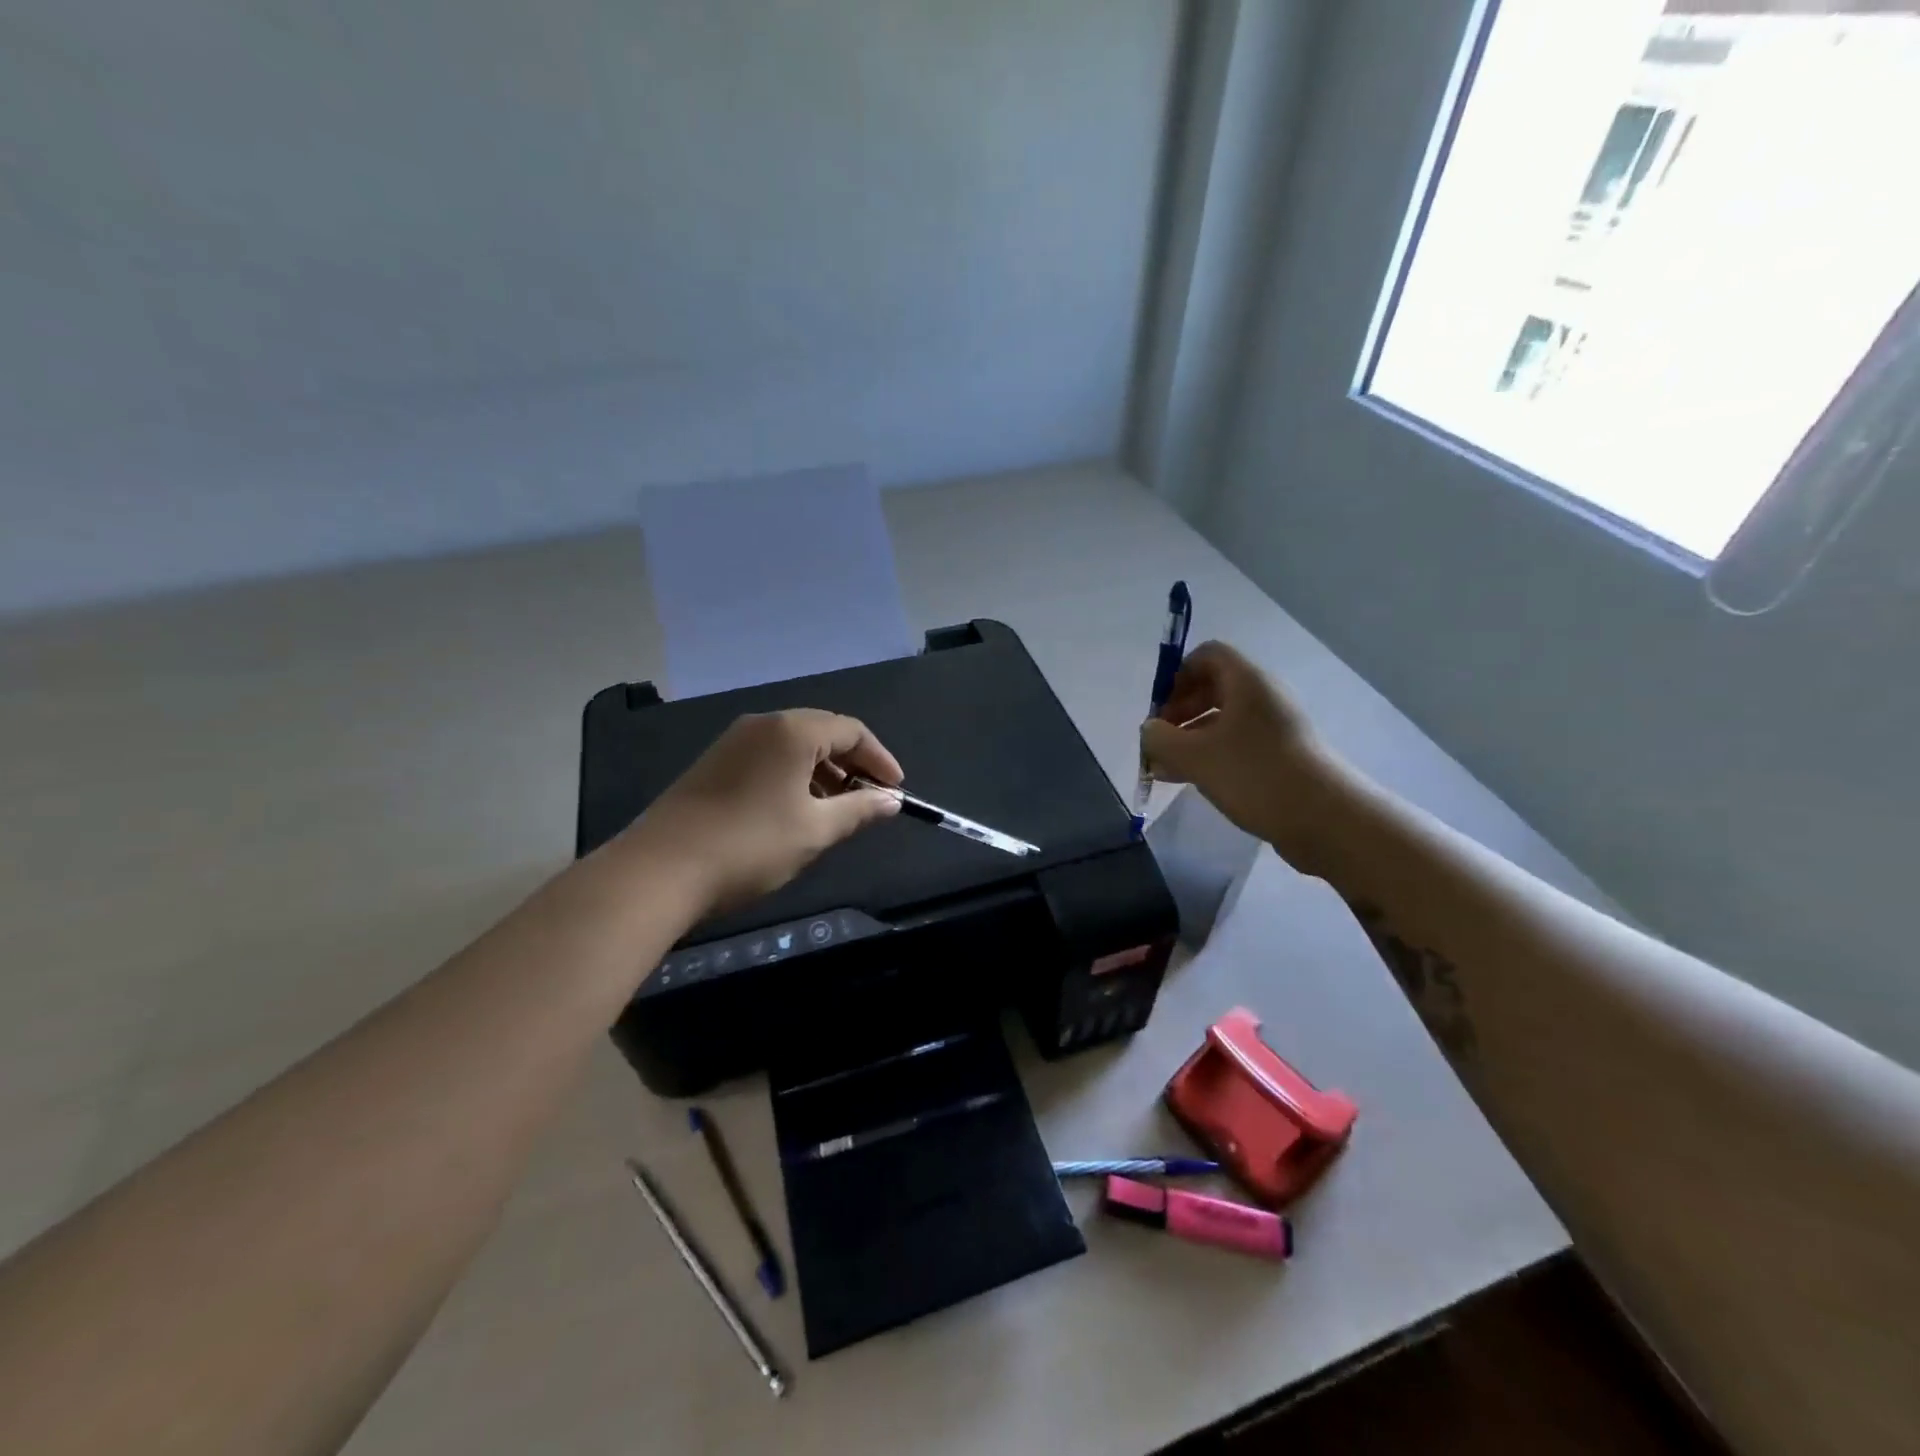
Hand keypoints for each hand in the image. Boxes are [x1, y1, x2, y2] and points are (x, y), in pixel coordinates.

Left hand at [630, 710, 902, 913]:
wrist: (659, 870)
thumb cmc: (750, 845)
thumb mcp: (814, 831)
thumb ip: (859, 810)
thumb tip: (891, 801)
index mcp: (792, 731)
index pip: (852, 730)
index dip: (880, 759)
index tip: (895, 790)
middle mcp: (763, 724)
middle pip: (822, 732)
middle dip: (852, 763)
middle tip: (868, 798)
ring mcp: (734, 741)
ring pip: (793, 745)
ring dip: (823, 771)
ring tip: (835, 808)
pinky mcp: (714, 762)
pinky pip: (768, 757)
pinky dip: (793, 775)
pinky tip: (795, 809)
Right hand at [1139, 641, 1346, 873]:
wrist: (1326, 819)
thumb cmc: (1255, 775)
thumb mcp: (1195, 756)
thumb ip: (1160, 739)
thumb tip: (1149, 730)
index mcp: (1247, 682)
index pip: (1208, 655)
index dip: (1178, 675)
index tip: (1160, 709)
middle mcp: (1264, 698)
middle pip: (1213, 688)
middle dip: (1179, 711)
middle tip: (1159, 741)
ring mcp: (1275, 729)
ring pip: (1223, 721)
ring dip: (1190, 739)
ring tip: (1164, 768)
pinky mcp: (1281, 757)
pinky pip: (1237, 746)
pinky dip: (1210, 756)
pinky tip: (1188, 781)